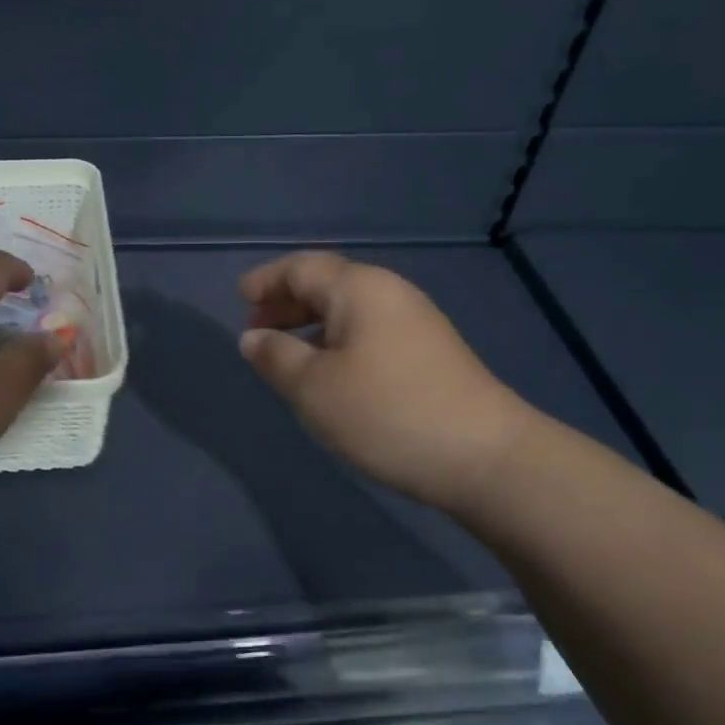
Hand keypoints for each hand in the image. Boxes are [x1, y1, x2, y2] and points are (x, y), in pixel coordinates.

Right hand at [238, 252, 530, 509]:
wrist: (484, 456)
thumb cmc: (385, 413)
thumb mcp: (314, 387)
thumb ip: (276, 357)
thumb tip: (252, 337)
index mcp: (360, 289)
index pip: (302, 267)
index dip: (267, 280)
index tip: (239, 299)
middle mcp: (390, 294)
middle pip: (328, 284)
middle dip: (287, 303)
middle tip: (256, 330)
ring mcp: (416, 323)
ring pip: (350, 312)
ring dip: (312, 326)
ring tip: (286, 355)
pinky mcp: (430, 354)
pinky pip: (369, 333)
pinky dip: (338, 343)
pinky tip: (330, 374)